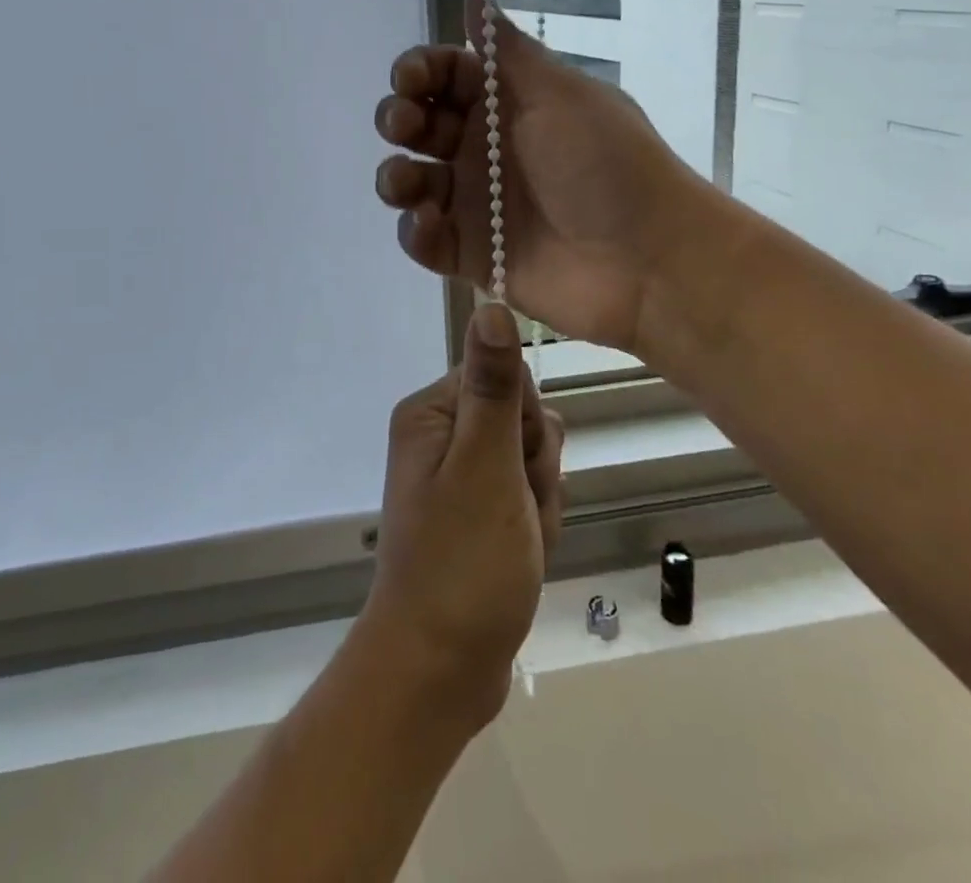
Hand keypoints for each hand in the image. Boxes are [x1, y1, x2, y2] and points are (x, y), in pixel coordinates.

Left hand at [357, 303, 564, 733]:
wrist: (442, 668)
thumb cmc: (464, 562)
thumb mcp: (486, 466)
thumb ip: (494, 386)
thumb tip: (490, 302)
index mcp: (431, 414)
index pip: (503, 377)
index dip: (525, 423)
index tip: (519, 464)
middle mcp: (440, 436)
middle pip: (521, 420)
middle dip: (536, 468)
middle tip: (516, 511)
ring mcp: (459, 477)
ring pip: (531, 461)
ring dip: (540, 501)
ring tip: (519, 541)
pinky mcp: (477, 513)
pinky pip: (525, 497)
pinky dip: (535, 525)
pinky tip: (521, 557)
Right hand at [374, 0, 697, 351]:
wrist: (648, 259)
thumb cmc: (605, 163)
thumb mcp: (559, 93)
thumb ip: (506, 47)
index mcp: (507, 103)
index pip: (445, 76)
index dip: (419, 71)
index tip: (409, 79)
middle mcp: (484, 149)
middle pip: (419, 125)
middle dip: (399, 118)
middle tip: (405, 124)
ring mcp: (476, 203)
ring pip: (412, 182)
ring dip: (396, 177)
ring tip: (408, 183)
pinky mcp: (473, 254)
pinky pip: (426, 240)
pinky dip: (415, 232)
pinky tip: (429, 223)